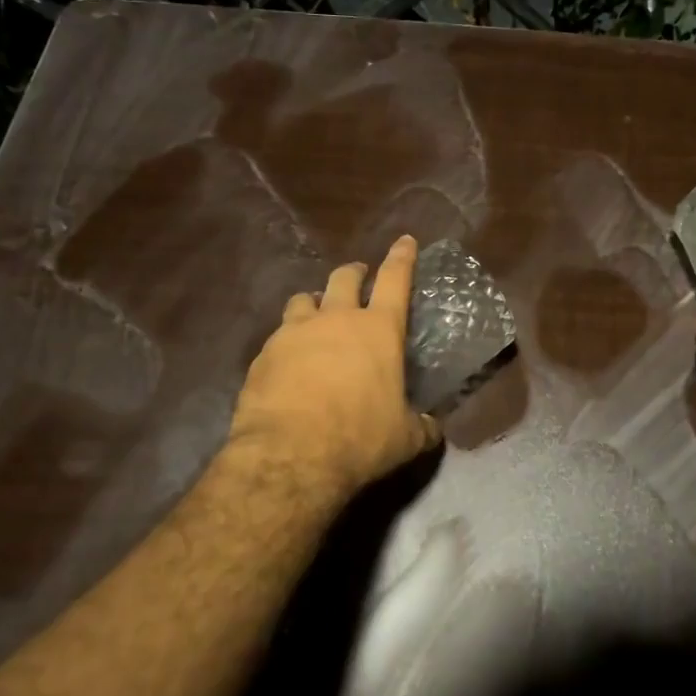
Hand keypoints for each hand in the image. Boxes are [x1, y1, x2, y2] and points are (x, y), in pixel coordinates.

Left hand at [229, 235, 441, 497]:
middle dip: (354, 273)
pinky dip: (288, 341)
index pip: (395, 279)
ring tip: (317, 316)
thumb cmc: (360, 438)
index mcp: (378, 330)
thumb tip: (432, 428)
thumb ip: (421, 426)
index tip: (404, 240)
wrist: (290, 455)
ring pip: (304, 299)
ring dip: (315, 303)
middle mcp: (336, 319)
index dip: (402, 257)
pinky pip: (278, 336)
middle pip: (344, 278)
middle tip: (358, 278)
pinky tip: (289, 362)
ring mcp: (295, 333)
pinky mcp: (263, 354)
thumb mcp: (404, 439)